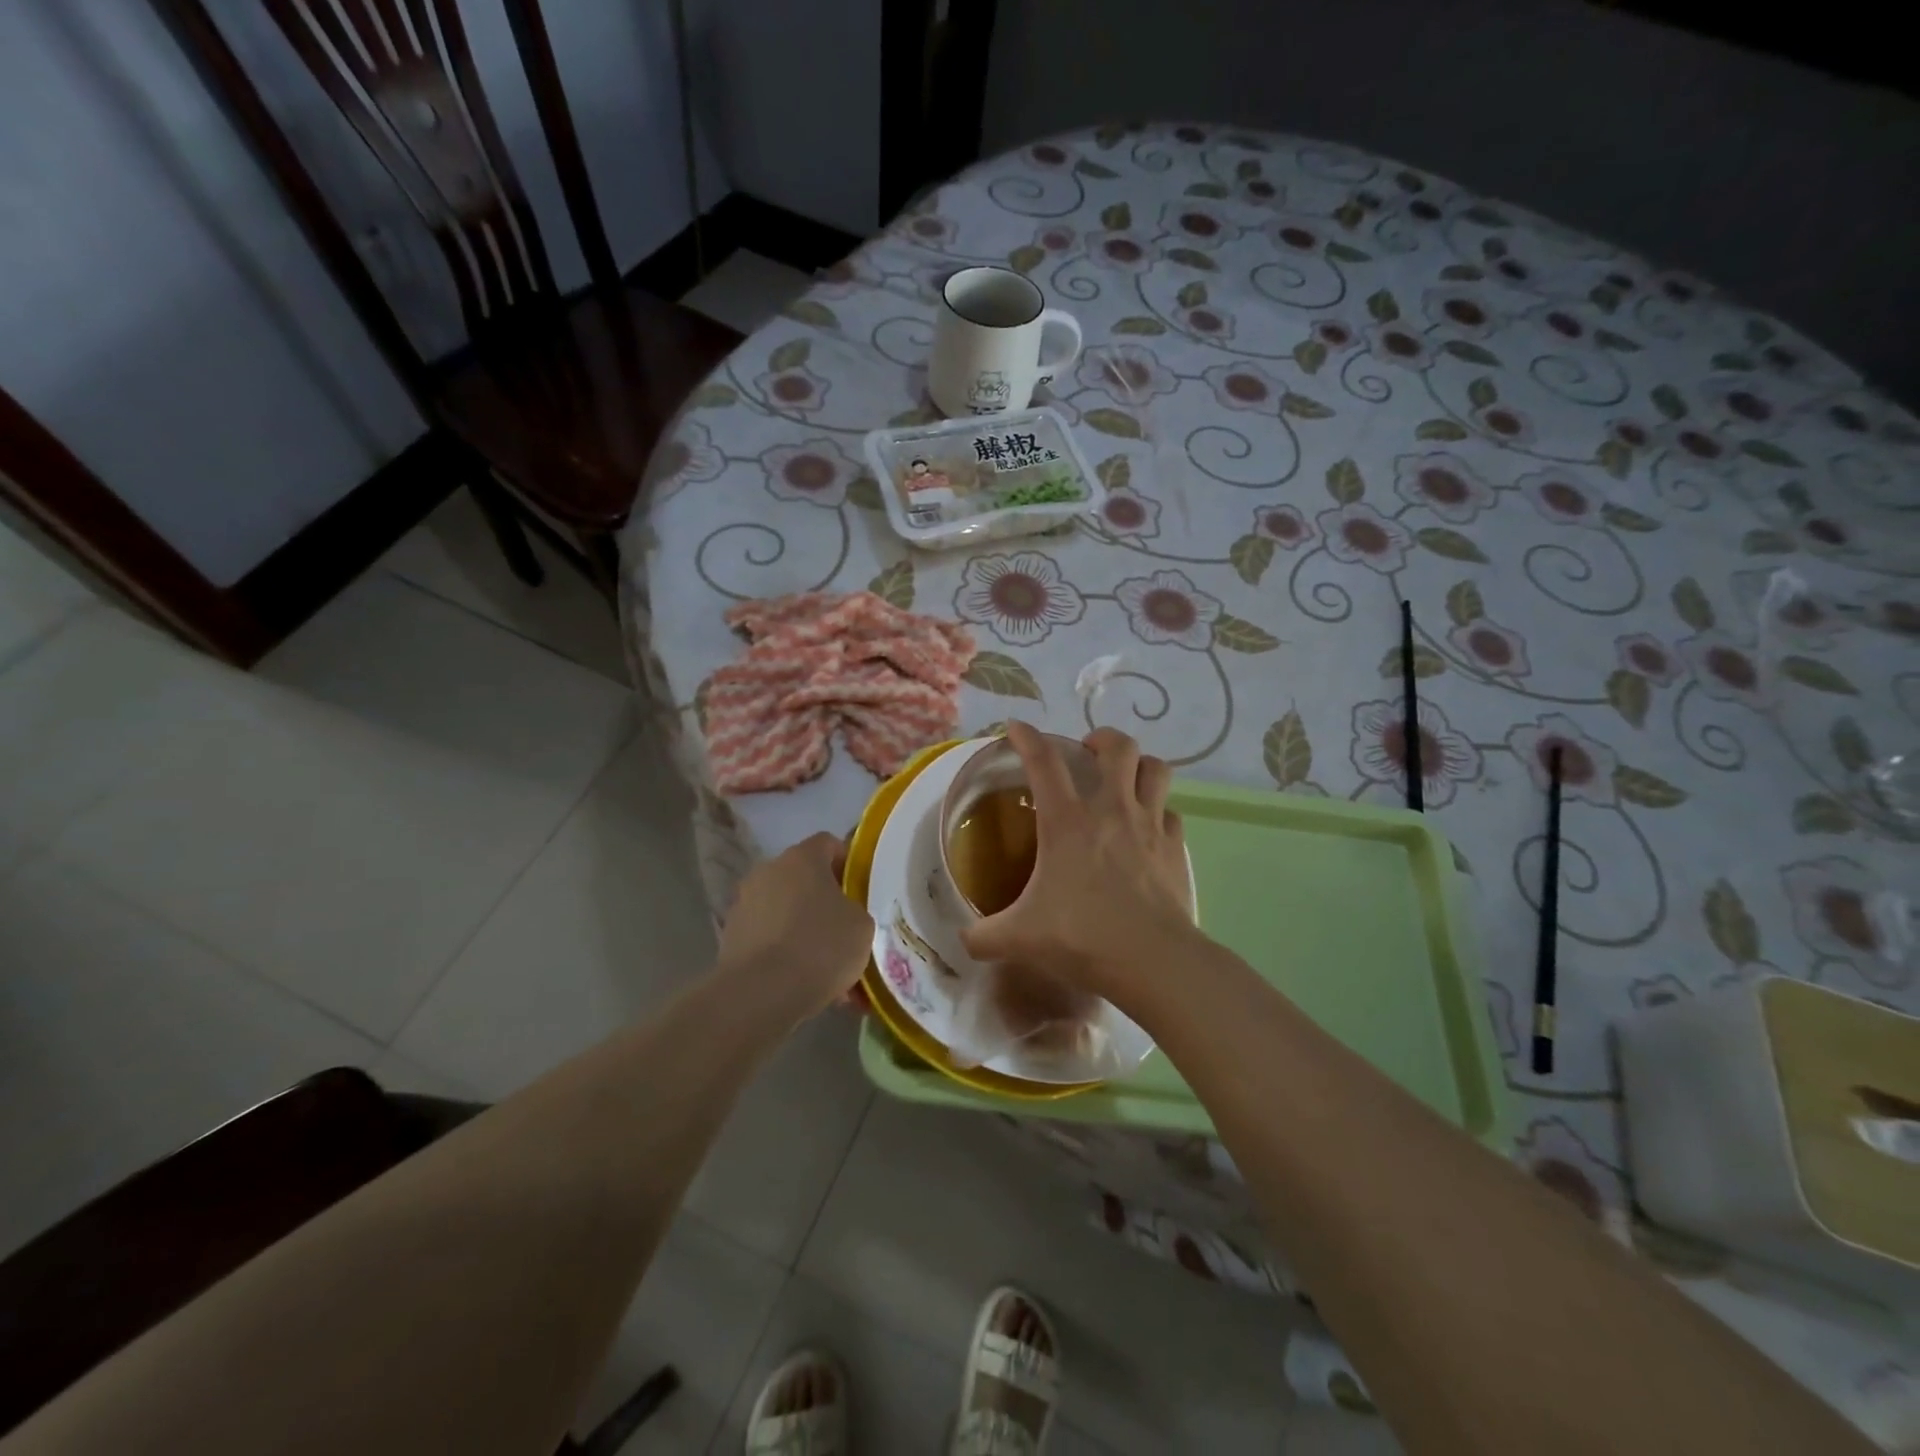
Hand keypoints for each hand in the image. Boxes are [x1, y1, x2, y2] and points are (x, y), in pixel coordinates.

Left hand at [715, 832, 872, 1020]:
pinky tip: (801, 982)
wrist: (763, 993)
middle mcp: (768, 871)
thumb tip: (842, 914)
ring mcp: (744, 903)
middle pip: (802, 877)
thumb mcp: (862, 925)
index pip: (828, 843)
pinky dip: (783, 952)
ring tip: (823, 965)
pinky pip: (767, 937)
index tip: (859, 889)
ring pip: (784, 909)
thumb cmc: (821, 946)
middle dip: (822, 899)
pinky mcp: (730, 936)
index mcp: (802, 858)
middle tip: (843, 928)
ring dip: (801, 927)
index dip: (847, 862)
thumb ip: (855, 910)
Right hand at [959, 723, 1196, 1002]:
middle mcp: (1111, 810)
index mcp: (1067, 821)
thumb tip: (964, 939)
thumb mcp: (1018, 938)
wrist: (1152, 961)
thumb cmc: (1081, 938)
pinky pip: (1170, 812)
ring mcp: (1149, 825)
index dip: (1026, 737)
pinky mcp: (1174, 848)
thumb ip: (984, 936)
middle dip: (1101, 738)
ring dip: (1139, 765)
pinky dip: (1158, 811)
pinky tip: (1148, 827)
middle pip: (1118, 746)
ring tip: (1124, 777)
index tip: (1015, 728)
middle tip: (1087, 752)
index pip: (1043, 761)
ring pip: (1155, 769)